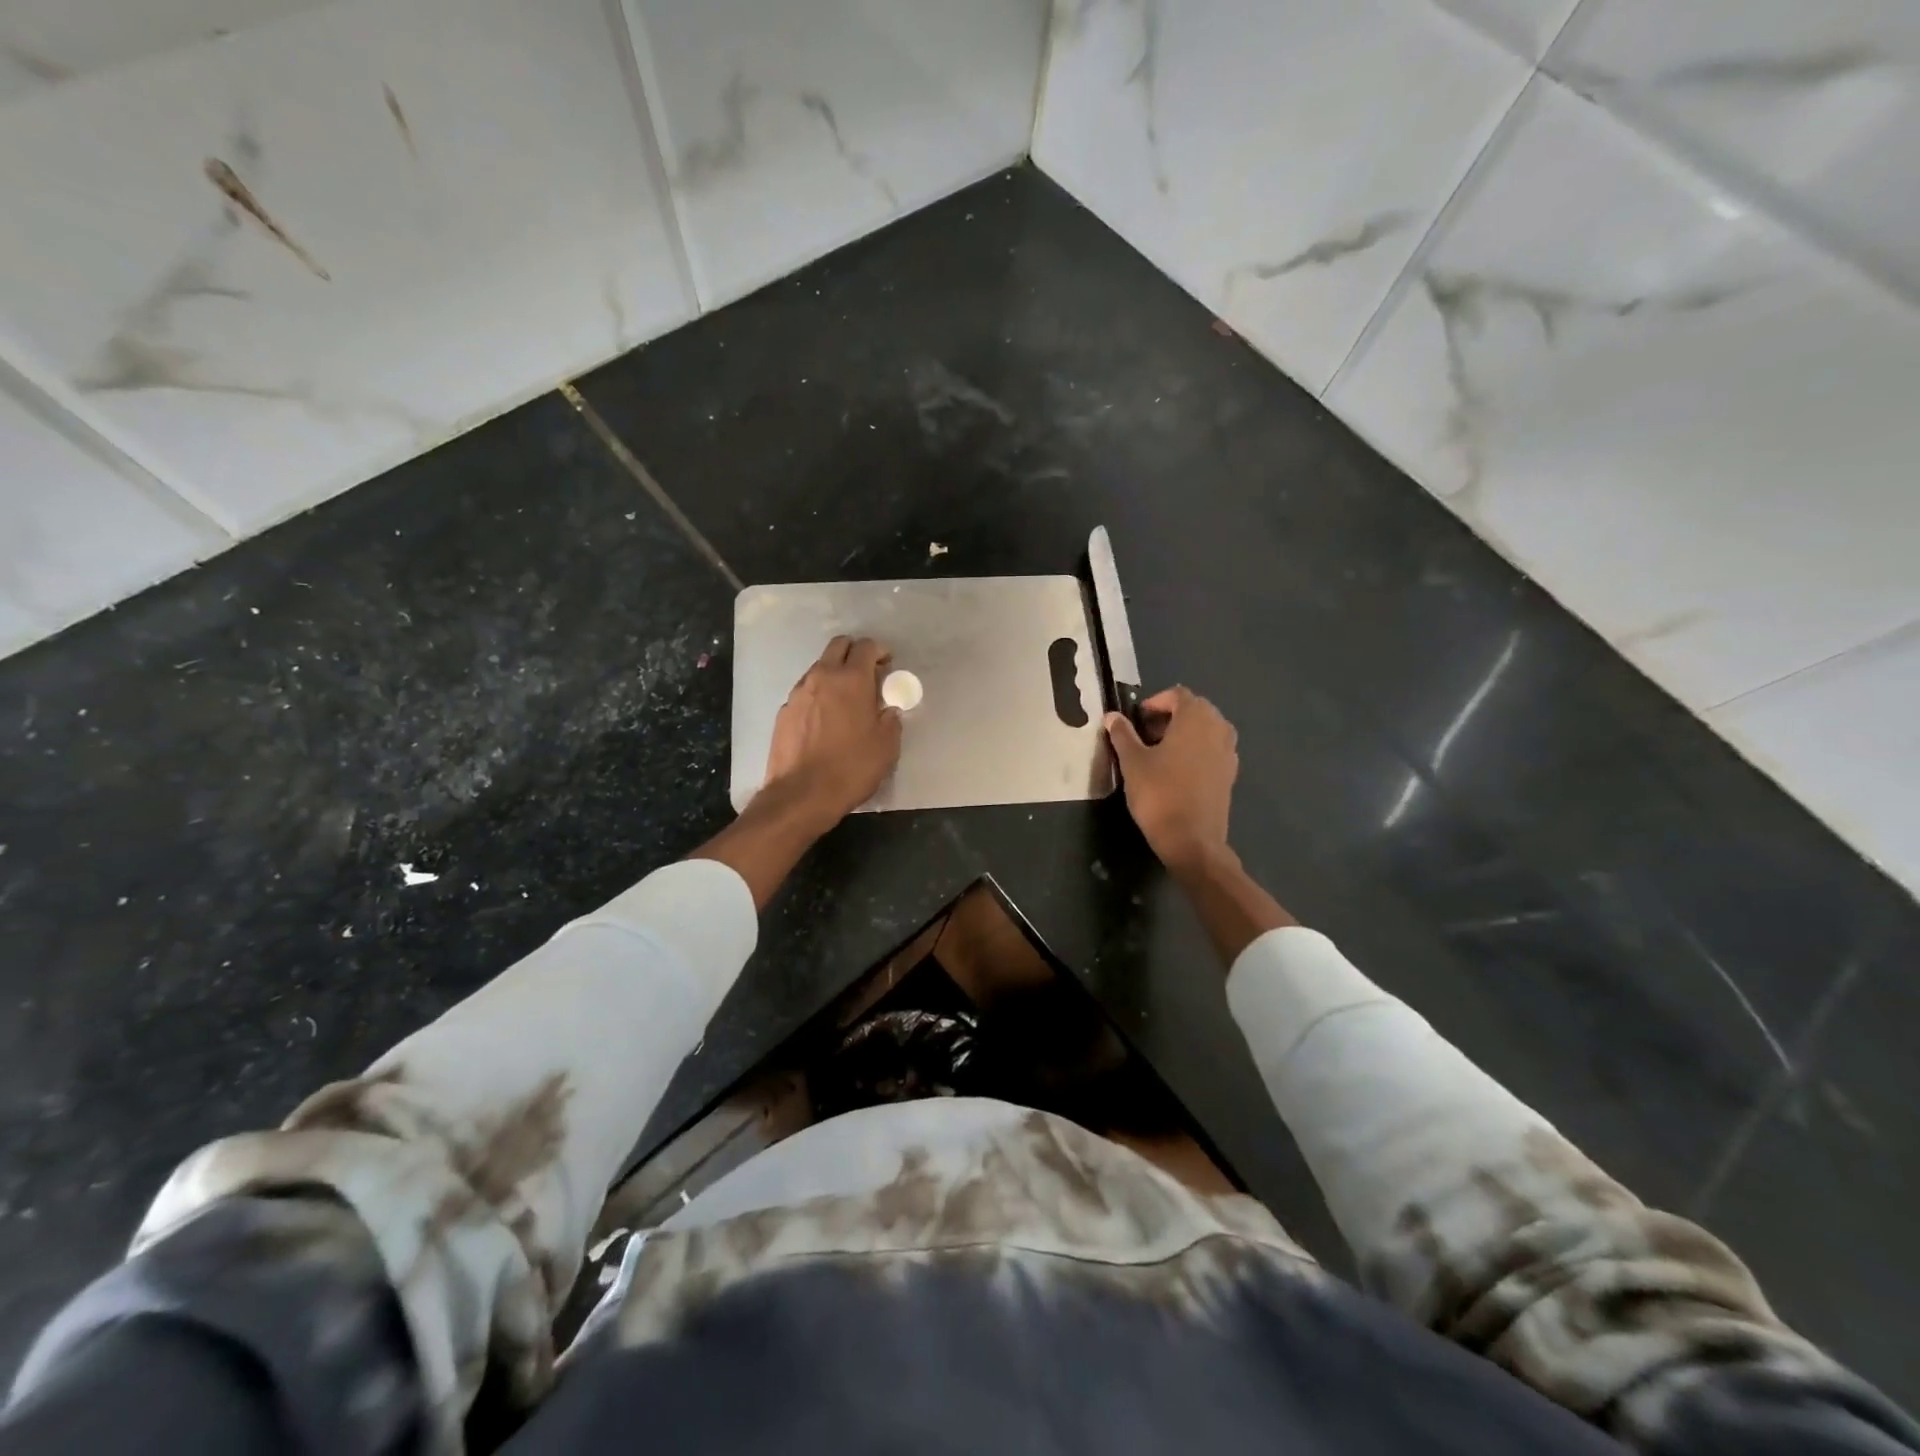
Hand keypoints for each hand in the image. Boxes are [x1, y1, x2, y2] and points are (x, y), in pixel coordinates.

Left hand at [763, 636, 902, 825]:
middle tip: (867, 675)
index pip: (865, 646)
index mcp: (851, 680)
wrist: (801, 795)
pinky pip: (806, 692)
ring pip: (819, 668)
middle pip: (838, 646)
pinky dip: (818, 696)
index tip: (887, 666)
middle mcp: (822, 677)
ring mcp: (798, 693)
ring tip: (846, 701)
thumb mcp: (886, 746)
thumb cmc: (851, 768)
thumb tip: (887, 710)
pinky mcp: (784, 712)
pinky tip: (825, 721)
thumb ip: (890, 720)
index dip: (879, 652)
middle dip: (854, 653)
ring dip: (834, 674)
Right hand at [1106, 687, 1238, 872]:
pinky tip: (1176, 771)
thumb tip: (1112, 716)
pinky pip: (1212, 750)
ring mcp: (1228, 752)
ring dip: (1183, 734)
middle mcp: (1218, 728)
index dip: (1155, 703)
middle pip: (1195, 710)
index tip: (1136, 720)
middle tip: (1144, 735)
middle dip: (1169, 717)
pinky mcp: (1230, 774)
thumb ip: (1122, 735)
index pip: (1178, 694)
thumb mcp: (1132, 762)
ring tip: (1159, 753)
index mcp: (1196, 718)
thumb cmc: (1159, 794)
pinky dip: (1195, 751)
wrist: (1192, 840)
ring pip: (1205, 730)